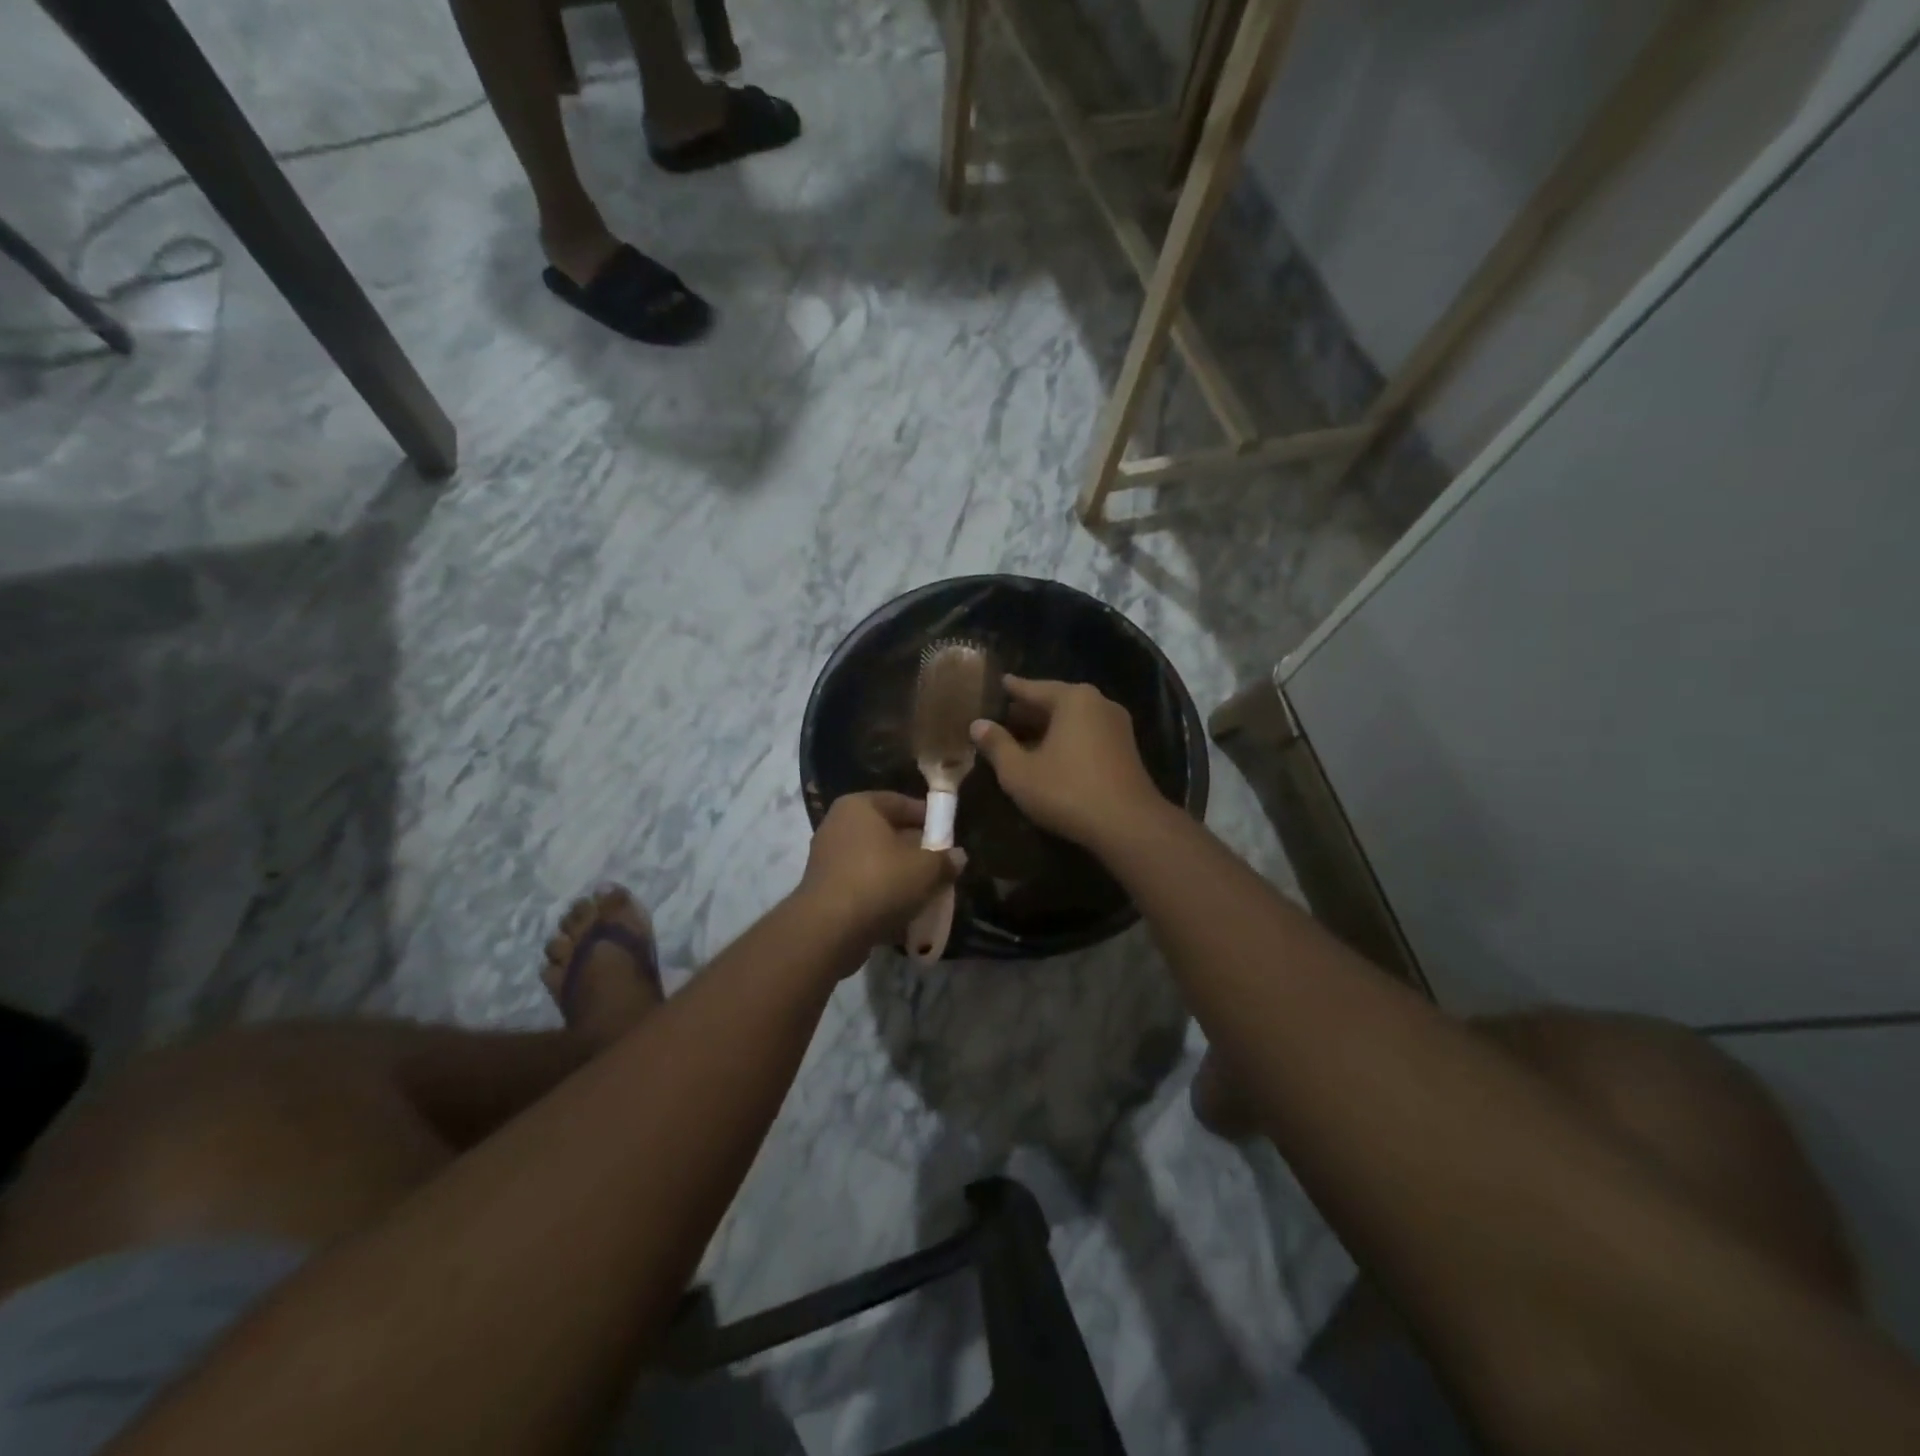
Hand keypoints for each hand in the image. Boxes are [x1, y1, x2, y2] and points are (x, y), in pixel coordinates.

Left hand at [797, 792, 963, 951]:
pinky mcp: (824, 891)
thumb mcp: (926, 869)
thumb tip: (958, 857)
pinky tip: (904, 915)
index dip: (928, 817)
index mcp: (859, 806)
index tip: (948, 835)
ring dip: (900, 877)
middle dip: (915, 851)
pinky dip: (882, 897)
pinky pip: (862, 887)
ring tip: (927, 893)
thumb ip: (945, 860)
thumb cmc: (880, 882)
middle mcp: (838, 826)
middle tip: (940, 866)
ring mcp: (827, 860)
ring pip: (875, 863)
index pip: (900, 802)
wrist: (829, 930)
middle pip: (887, 833)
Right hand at [968, 676, 1167, 849]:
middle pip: (1055, 702)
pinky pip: (1087, 735)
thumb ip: (997, 745)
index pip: (1032, 688)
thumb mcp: (1020, 772)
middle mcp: (1099, 703)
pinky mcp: (1126, 749)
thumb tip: (978, 724)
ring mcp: (1117, 725)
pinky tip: (1049, 756)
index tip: (996, 684)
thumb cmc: (1067, 791)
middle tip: (1001, 717)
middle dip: (1028, 711)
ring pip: (1072, 720)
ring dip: (1047, 728)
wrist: (1128, 825)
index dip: (1010, 690)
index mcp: (1073, 699)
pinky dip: (1066, 740)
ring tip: (1020, 738)